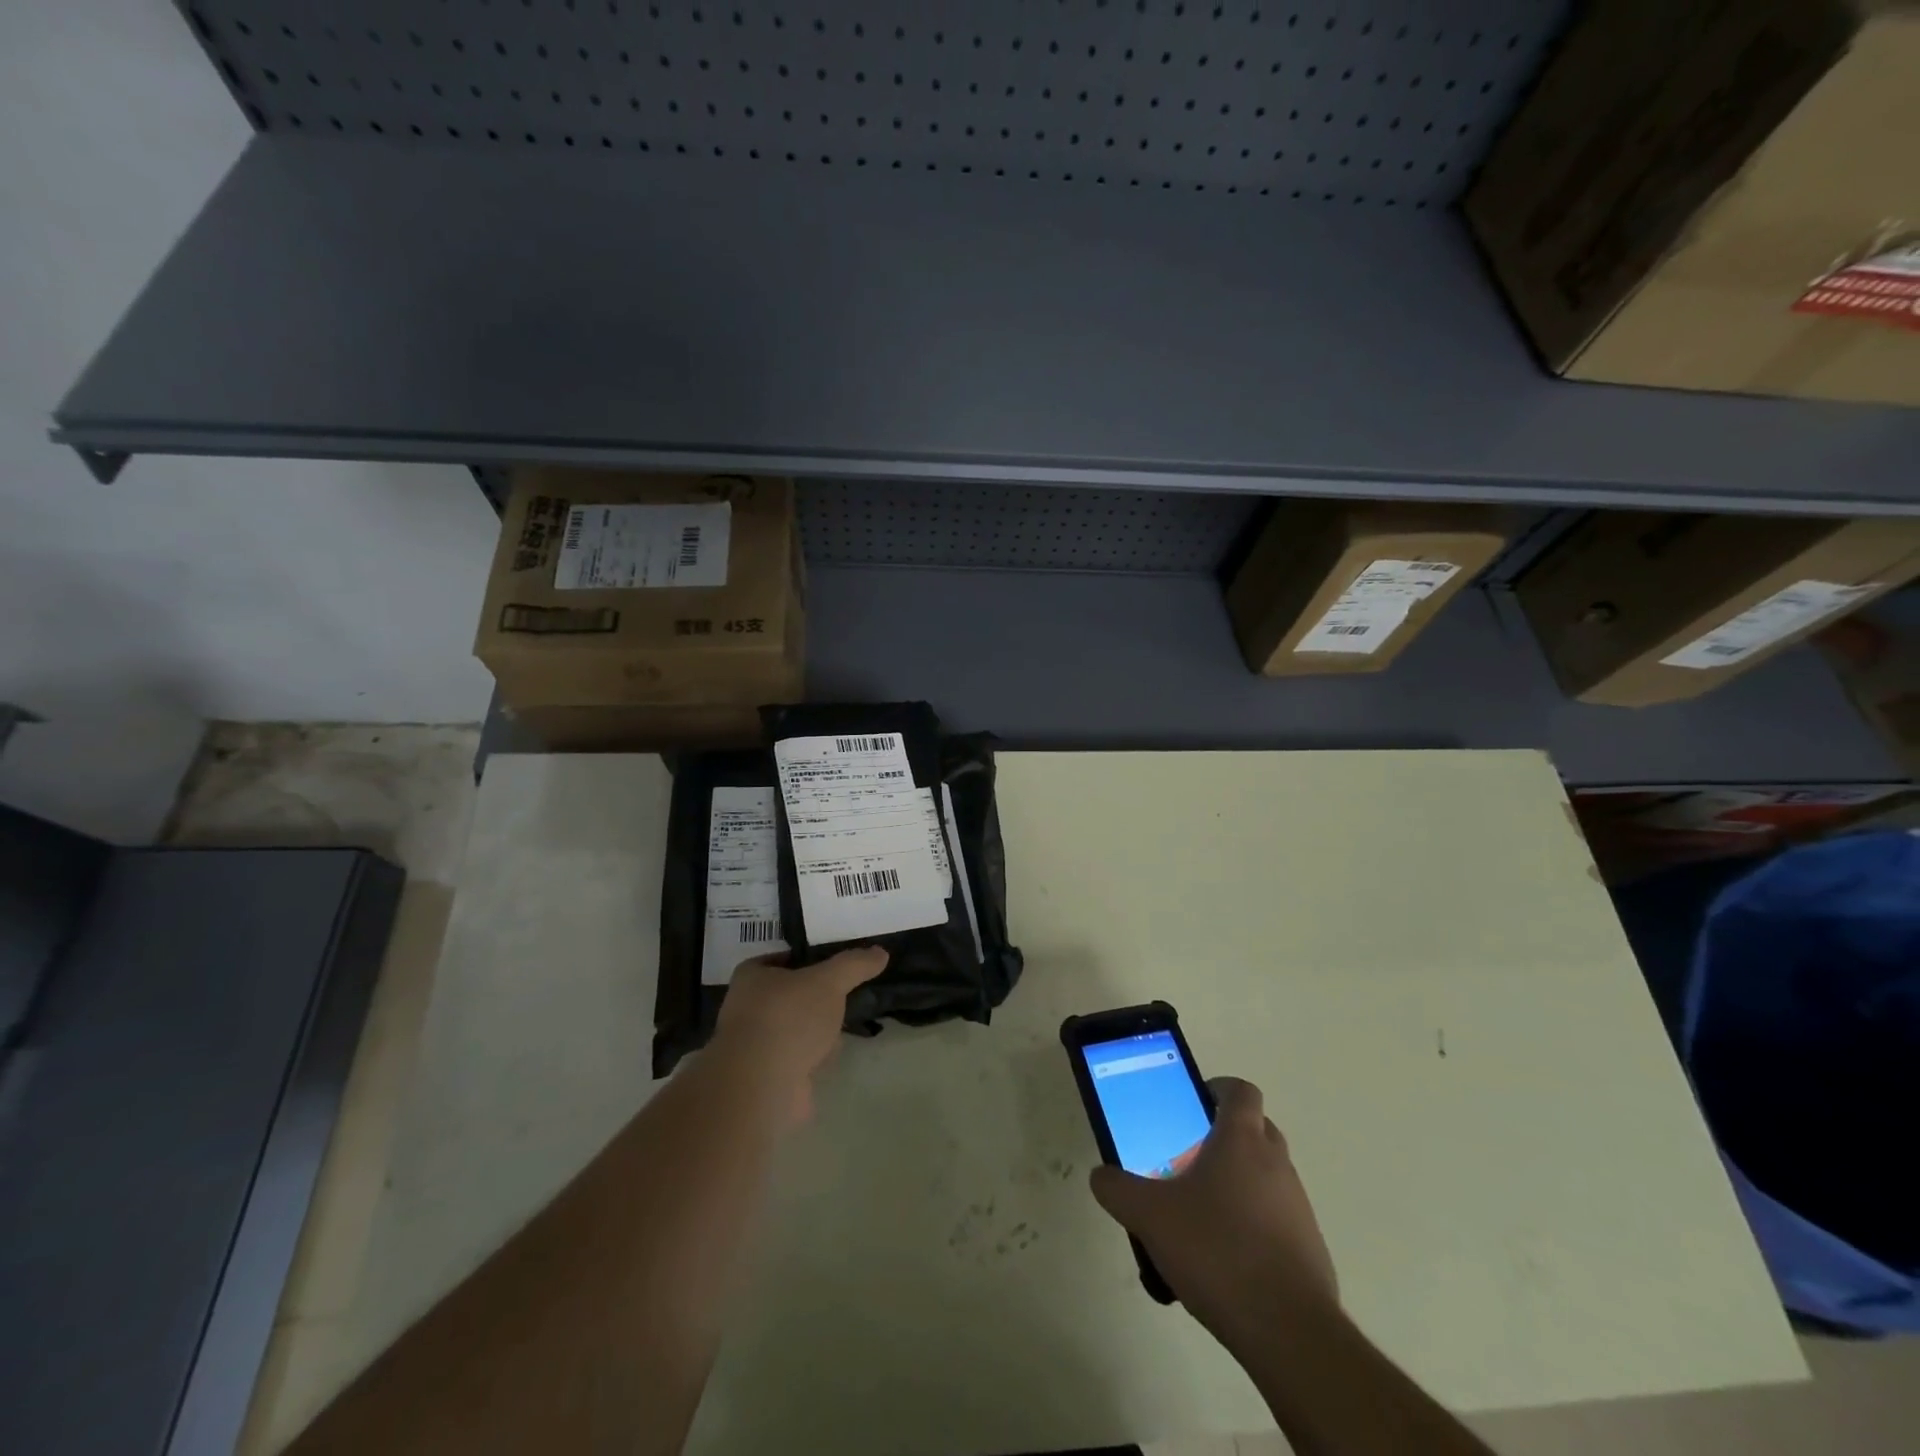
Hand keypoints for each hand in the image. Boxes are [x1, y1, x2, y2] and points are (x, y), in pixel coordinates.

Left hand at [712, 947, 887, 1121]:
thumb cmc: (789, 1018)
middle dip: (816, 999)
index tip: (835, 965)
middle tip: (842, 997)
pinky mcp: (765, 1076)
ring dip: (815, 1031)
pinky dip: (811, 1058)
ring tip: (839, 1030)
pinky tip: (826, 1059)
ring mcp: (754, 1045)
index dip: (807, 959)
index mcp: (751, 977)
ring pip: (795, 1028)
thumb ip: (854, 965)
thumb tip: (881, 952)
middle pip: (790, 995)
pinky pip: (795, 1057)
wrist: (762, 1086)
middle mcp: (746, 1007)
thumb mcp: (829, 981)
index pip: (781, 959)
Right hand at [1089, 1077, 1336, 1347]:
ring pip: (1267, 1175)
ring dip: (1239, 1182)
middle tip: (1189, 1157)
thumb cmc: (1217, 1251)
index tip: (1193, 1103)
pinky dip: (1254, 1223)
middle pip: (1256, 1129)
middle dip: (1225, 1136)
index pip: (1240, 1090)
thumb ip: (1118, 1190)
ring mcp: (1298, 1206)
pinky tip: (1225, 1257)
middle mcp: (1276, 1163)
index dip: (1218, 1089)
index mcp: (1242, 1140)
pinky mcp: (1309, 1248)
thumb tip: (1100, 1175)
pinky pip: (1278, 1218)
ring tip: (1201, 1214)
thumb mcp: (1150, 1216)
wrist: (1289, 1332)